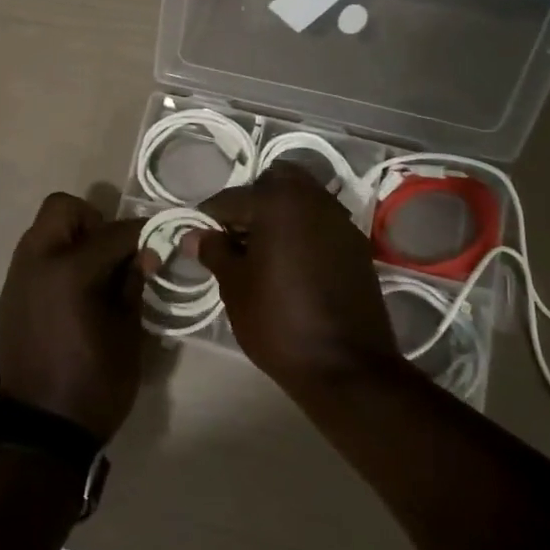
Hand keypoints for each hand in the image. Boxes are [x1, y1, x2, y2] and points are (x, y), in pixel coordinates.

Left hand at [0, 194, 154, 441]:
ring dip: (72, 237)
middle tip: (114, 252)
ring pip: (43, 229)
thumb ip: (132, 283)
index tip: (160, 236)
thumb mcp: (127, 334)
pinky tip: (74, 292)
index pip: (113, 232)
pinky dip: (56, 259)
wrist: (41, 433)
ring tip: (95, 272)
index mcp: (69, 271)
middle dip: (93, 221)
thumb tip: (143, 253)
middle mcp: (36, 262)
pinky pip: (34, 257)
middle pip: (63, 209)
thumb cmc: (94, 384)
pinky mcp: (9, 296)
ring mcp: (17, 278)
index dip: (142, 232)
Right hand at [192, 163, 402, 398]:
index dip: (210, 219)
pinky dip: (303, 231)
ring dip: (280, 214)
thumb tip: (193, 235)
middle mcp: (312, 199)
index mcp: (277, 201)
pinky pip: (321, 222)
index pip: (230, 199)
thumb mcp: (234, 286)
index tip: (200, 239)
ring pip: (302, 199)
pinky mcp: (356, 245)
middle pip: (274, 182)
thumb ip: (214, 251)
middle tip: (236, 237)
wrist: (346, 367)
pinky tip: (291, 263)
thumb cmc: (278, 320)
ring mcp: (339, 220)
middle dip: (252, 202)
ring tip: (263, 252)